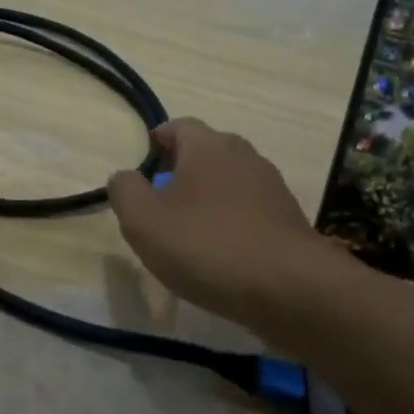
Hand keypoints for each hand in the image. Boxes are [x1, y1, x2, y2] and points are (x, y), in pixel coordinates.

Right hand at [107, 118, 327, 325]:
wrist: (289, 287)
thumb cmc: (207, 246)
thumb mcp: (145, 222)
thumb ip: (125, 192)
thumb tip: (123, 176)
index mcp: (207, 146)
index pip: (179, 126)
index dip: (159, 140)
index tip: (145, 161)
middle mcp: (243, 155)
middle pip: (207, 151)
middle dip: (182, 169)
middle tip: (161, 199)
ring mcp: (271, 186)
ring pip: (230, 181)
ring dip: (209, 197)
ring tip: (189, 230)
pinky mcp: (288, 219)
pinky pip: (250, 210)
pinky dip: (232, 221)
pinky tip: (222, 253)